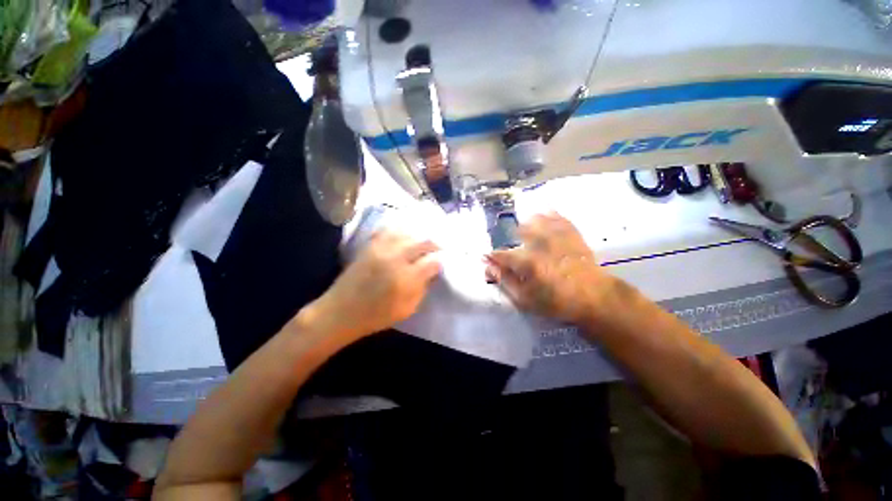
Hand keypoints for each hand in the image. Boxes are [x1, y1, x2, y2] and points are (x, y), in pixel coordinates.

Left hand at [307, 231, 440, 339]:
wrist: (340, 311)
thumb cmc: (376, 316)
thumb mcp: (407, 309)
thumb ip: (422, 289)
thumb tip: (432, 273)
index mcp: (406, 278)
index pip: (433, 262)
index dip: (440, 262)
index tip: (442, 263)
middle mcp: (396, 258)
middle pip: (424, 241)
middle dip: (435, 245)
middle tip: (438, 249)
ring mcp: (382, 248)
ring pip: (408, 232)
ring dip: (420, 236)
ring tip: (424, 242)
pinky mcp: (370, 245)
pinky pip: (389, 230)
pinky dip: (401, 231)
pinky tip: (405, 235)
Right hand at [485, 212, 616, 324]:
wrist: (595, 297)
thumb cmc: (557, 301)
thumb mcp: (526, 300)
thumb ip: (506, 282)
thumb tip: (489, 268)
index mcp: (529, 263)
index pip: (503, 255)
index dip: (493, 256)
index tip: (487, 256)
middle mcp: (541, 246)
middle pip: (520, 231)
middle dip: (512, 234)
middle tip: (512, 239)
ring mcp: (558, 238)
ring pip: (538, 220)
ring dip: (529, 221)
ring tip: (526, 225)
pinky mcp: (572, 235)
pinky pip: (559, 218)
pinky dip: (551, 214)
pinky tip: (547, 212)